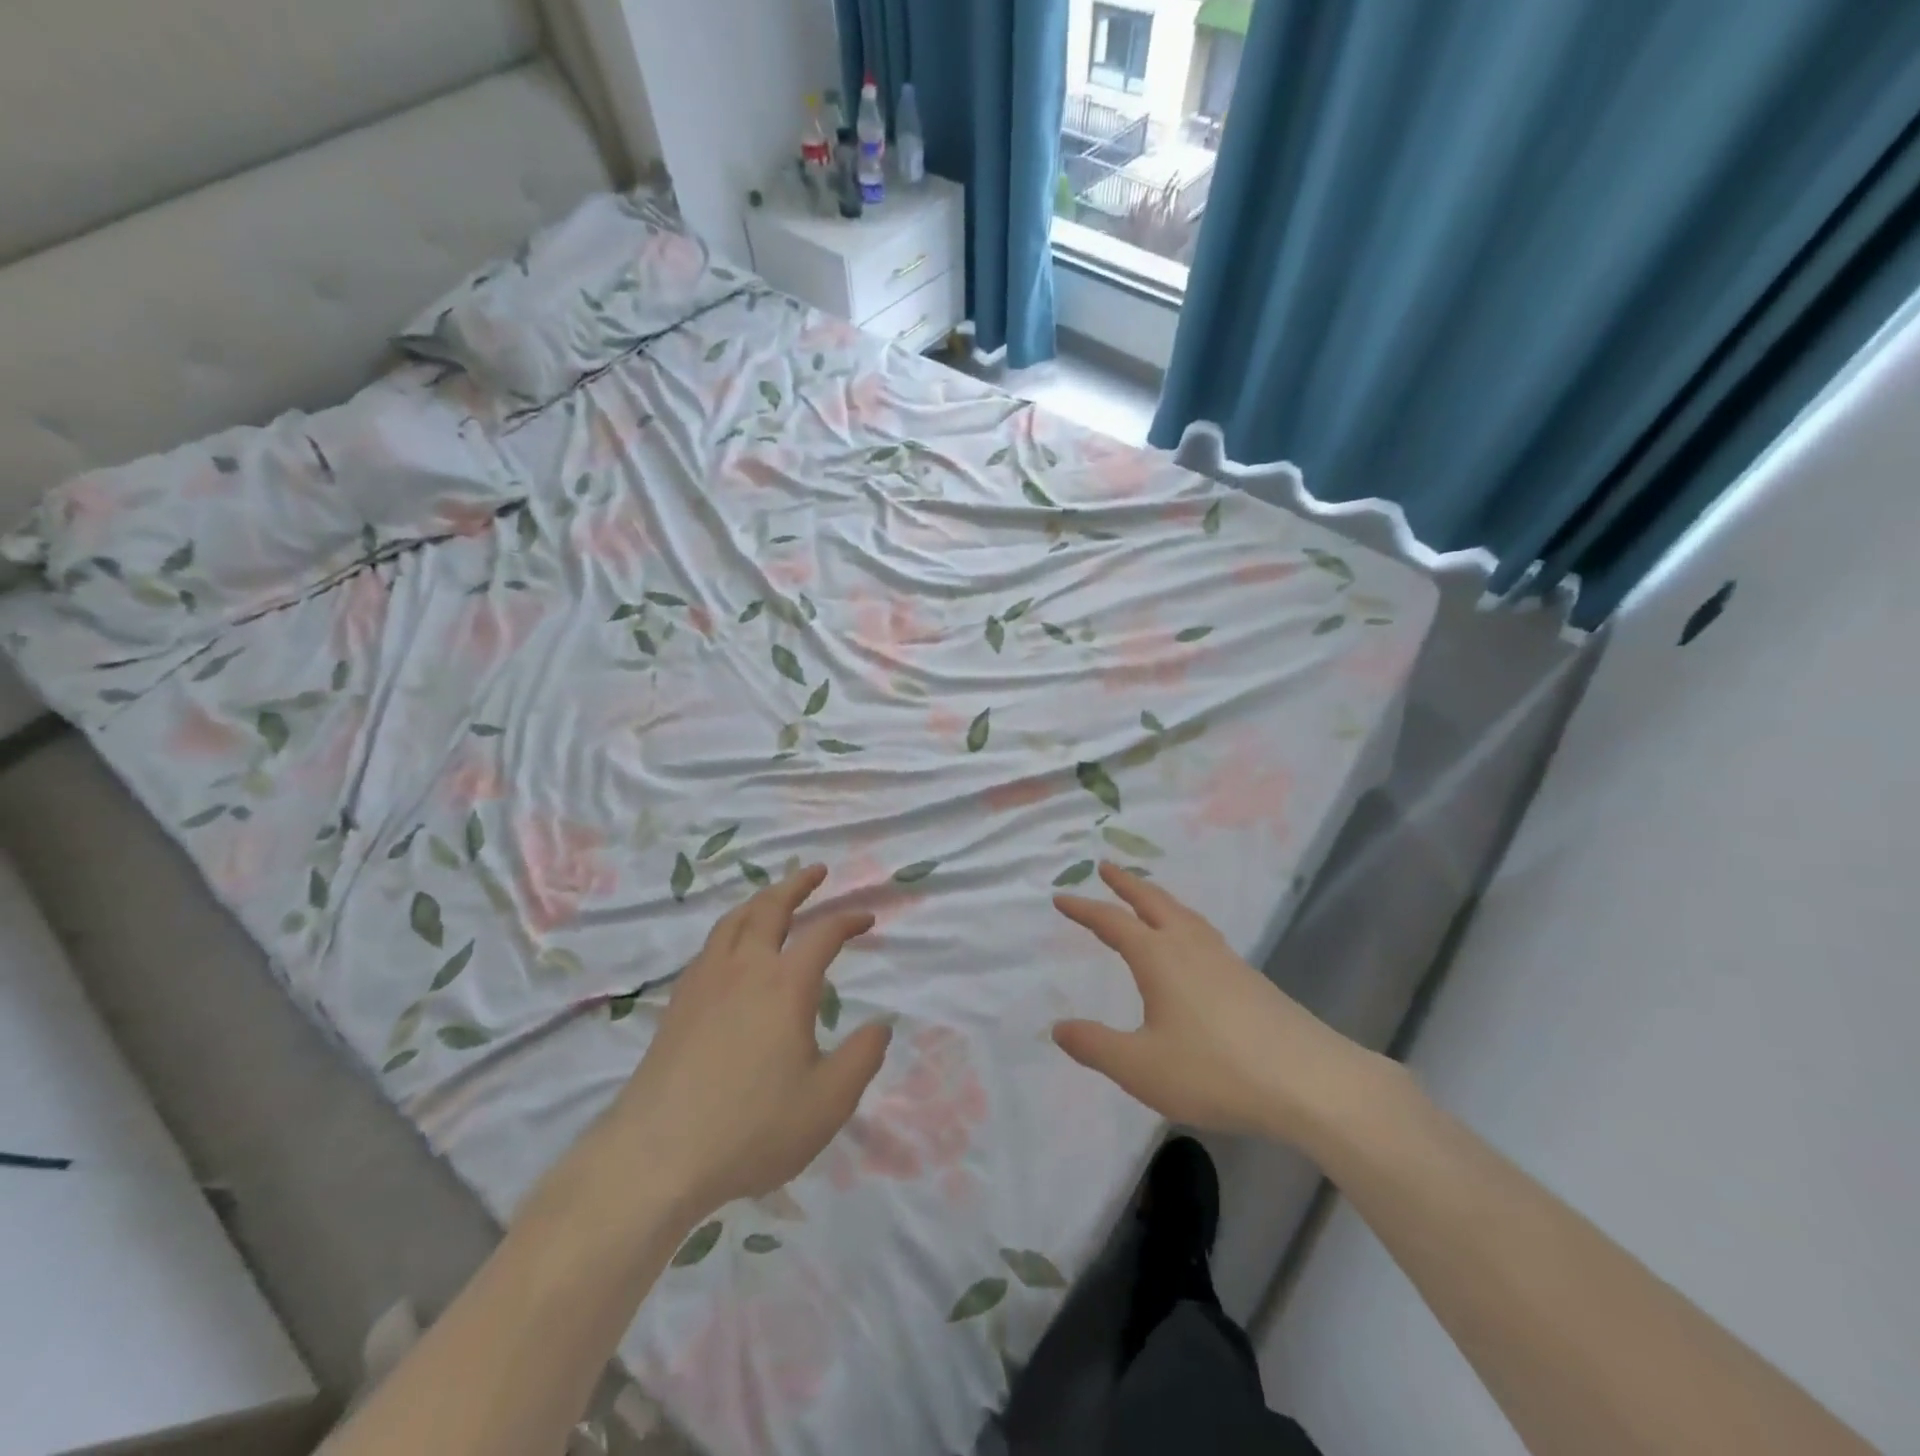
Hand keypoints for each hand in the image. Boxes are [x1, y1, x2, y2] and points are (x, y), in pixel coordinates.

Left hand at [595, 865, 891, 1221]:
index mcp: (785, 985)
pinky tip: (731, 949)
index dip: (848, 920)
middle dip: (797, 884)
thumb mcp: (828, 1102)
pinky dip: (731, 929)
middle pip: (770, 908)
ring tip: (773, 896)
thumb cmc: (752, 1127)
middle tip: (816, 871)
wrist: (656, 1155)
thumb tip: (881, 1025)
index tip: (867, 918)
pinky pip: (709, 946)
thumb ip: (862, 1058)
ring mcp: (704, 983)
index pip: (823, 934)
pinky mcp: (677, 1004)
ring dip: (760, 900)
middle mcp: (744, 969)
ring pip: (733, 921)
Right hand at [1052, 864, 1380, 1147]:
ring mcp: (1225, 959)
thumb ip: (1096, 1046)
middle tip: (1104, 866)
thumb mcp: (1141, 1067)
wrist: (1310, 1081)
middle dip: (1125, 883)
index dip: (1084, 909)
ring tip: (1146, 897)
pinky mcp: (1250, 978)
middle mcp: (1190, 946)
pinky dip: (1183, 921)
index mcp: (1159, 957)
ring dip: (1157, 898)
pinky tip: (1191, 944)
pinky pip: (1204, 933)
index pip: (1112, 922)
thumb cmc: (1215, 1070)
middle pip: (1152, 901)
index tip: (1061, 897)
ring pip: (1183, 914)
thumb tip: (1058, 1027)